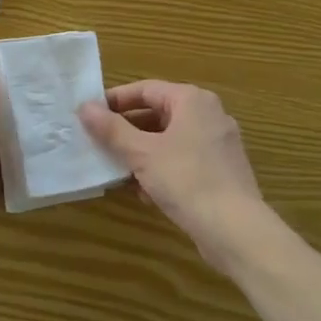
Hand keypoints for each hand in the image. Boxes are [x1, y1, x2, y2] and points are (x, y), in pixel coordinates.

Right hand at [79, 80, 280, 275]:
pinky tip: (145, 192)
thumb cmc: (186, 180)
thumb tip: (85, 107)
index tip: (89, 115)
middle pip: (158, 114)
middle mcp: (209, 114)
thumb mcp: (142, 153)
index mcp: (192, 100)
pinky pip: (183, 160)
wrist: (236, 230)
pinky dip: (162, 169)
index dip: (115, 101)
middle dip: (127, 131)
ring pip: (169, 139)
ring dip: (141, 153)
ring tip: (117, 170)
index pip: (145, 89)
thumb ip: (112, 129)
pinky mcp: (222, 171)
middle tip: (99, 144)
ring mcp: (219, 144)